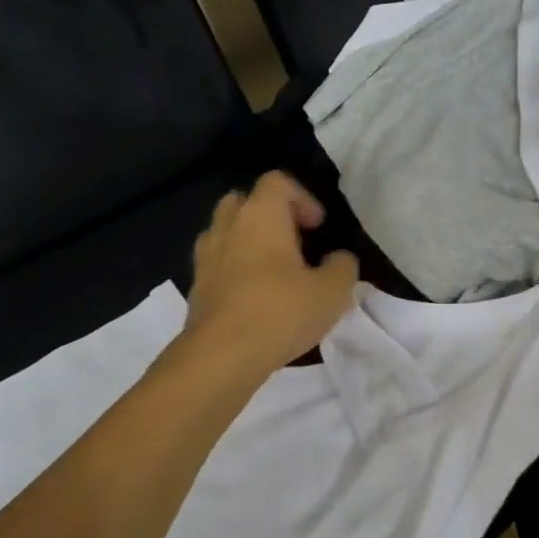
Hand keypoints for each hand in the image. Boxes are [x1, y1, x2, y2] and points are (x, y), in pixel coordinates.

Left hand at [181, 172, 359, 379]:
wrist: (221, 355)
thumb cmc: (280, 312)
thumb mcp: (332, 292)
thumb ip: (343, 267)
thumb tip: (339, 259)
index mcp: (260, 215)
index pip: (278, 181)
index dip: (302, 197)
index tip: (318, 227)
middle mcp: (228, 226)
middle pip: (244, 201)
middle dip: (270, 215)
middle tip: (294, 242)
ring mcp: (205, 256)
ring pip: (226, 232)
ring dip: (248, 242)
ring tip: (273, 271)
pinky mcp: (195, 286)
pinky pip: (217, 264)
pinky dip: (234, 270)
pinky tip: (254, 298)